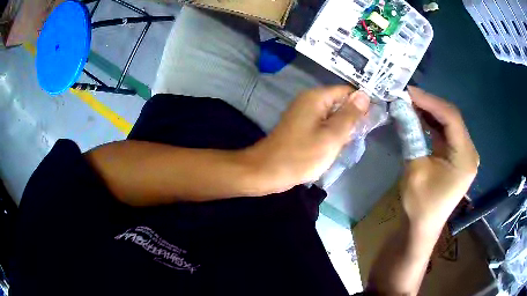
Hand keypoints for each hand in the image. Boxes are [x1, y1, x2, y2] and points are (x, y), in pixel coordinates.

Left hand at [245, 86, 369, 192]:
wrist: (266, 172)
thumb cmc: (301, 156)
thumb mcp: (332, 136)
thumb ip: (350, 115)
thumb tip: (364, 95)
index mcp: (316, 98)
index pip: (347, 91)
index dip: (361, 103)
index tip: (372, 121)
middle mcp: (309, 101)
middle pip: (339, 103)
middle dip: (352, 118)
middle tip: (361, 136)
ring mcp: (303, 114)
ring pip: (332, 116)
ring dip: (343, 128)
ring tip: (349, 143)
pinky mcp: (300, 127)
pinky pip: (322, 125)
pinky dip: (331, 134)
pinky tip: (336, 147)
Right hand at [401, 87, 479, 228]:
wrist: (424, 226)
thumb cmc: (421, 204)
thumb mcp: (414, 169)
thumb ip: (411, 136)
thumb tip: (401, 107)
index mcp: (465, 157)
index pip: (451, 118)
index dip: (430, 101)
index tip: (408, 92)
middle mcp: (470, 152)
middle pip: (452, 117)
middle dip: (429, 104)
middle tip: (407, 96)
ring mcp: (466, 153)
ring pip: (450, 122)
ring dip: (431, 111)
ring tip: (411, 103)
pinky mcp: (459, 156)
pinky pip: (448, 132)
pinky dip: (434, 122)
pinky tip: (420, 117)